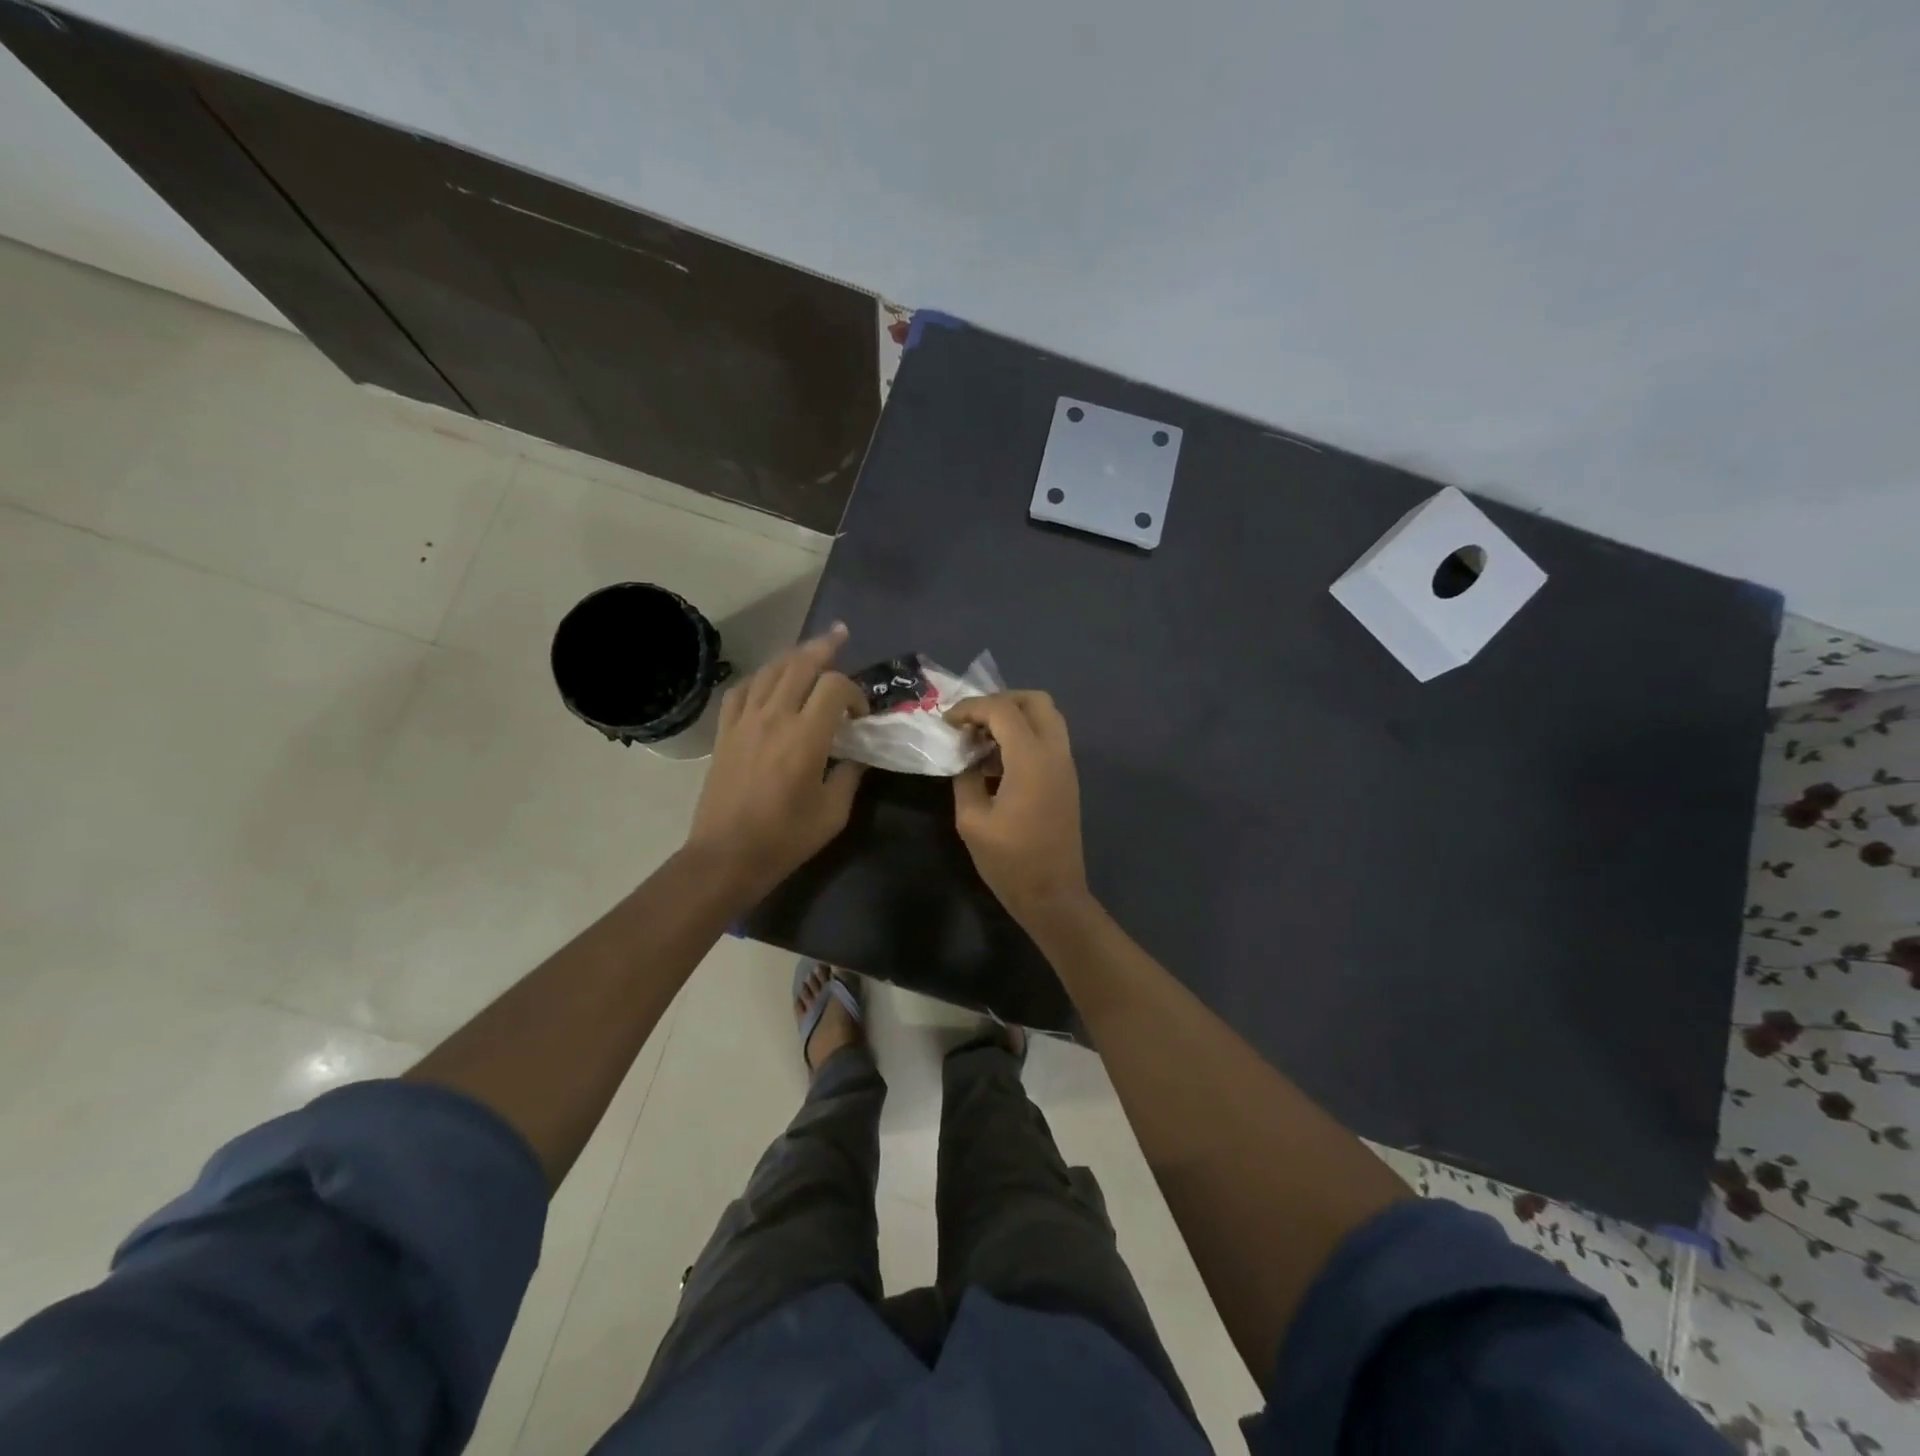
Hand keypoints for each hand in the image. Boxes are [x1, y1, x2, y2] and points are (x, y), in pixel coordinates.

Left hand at [685, 624, 866, 897]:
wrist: (726, 855)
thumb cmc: (785, 838)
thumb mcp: (833, 813)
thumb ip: (849, 776)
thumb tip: (857, 756)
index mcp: (806, 736)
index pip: (834, 686)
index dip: (854, 691)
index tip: (860, 715)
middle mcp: (774, 717)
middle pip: (800, 664)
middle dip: (824, 647)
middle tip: (840, 636)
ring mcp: (744, 721)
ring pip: (770, 671)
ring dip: (793, 656)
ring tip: (809, 651)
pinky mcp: (725, 732)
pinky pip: (741, 690)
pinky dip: (760, 678)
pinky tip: (768, 682)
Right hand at [945, 691, 1090, 925]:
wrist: (1053, 895)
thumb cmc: (1010, 861)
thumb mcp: (972, 820)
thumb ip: (966, 778)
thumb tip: (966, 758)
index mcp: (1031, 759)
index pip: (1002, 710)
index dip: (971, 707)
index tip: (946, 721)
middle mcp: (1055, 753)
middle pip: (1036, 701)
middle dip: (1001, 701)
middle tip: (972, 721)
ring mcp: (1066, 766)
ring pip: (1047, 718)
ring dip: (1015, 718)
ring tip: (982, 740)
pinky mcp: (1067, 780)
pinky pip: (1049, 739)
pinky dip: (1025, 736)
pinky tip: (998, 762)